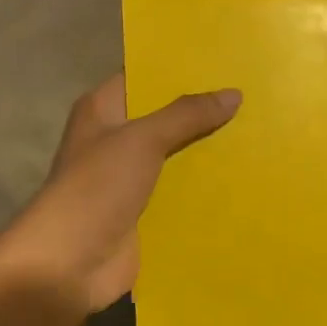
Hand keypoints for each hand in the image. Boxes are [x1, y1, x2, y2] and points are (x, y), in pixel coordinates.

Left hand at [0, 76, 240, 321]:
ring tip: (258, 131)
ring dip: (209, 149)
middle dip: (204, 110)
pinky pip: (181, 190)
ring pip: (177, 154)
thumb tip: (233, 93)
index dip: (180, 68)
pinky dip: (206, 186)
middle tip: (254, 94)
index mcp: (103, 111)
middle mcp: (115, 138)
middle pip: (165, 116)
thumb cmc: (96, 189)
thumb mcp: (141, 141)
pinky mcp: (144, 211)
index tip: (225, 59)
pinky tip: (245, 177)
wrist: (67, 266)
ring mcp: (130, 177)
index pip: (145, 76)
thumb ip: (186, 115)